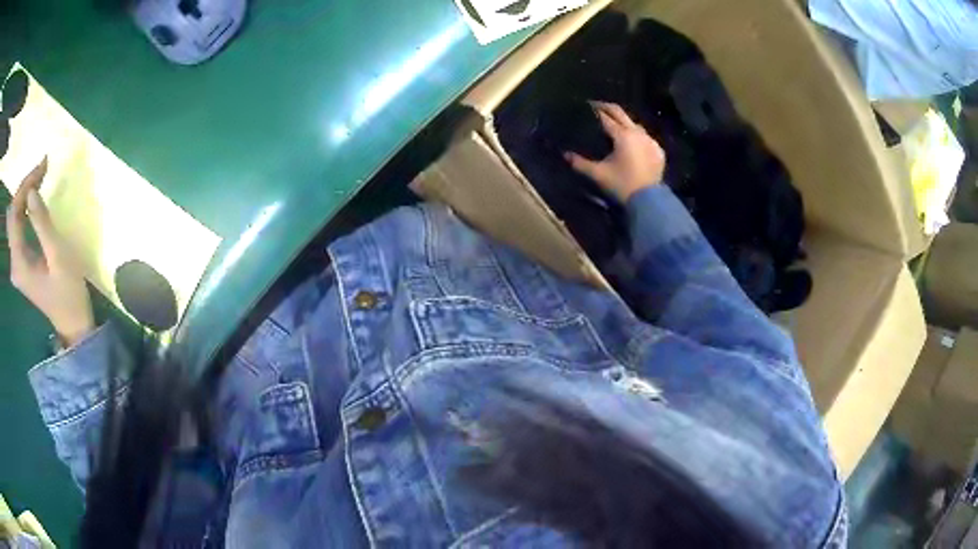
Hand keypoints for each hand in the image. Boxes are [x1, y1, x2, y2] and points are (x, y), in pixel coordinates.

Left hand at [7, 159, 94, 346]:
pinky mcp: (21, 263)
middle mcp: (14, 262)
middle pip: (12, 215)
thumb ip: (42, 224)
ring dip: (24, 196)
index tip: (42, 167)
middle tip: (42, 169)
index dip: (25, 186)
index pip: (14, 214)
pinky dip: (25, 209)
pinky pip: (18, 228)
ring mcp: (17, 264)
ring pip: (14, 219)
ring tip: (40, 178)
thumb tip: (31, 191)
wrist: (73, 324)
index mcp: (19, 263)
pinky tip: (34, 199)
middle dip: (24, 188)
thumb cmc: (68, 292)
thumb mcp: (58, 256)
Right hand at [564, 102, 665, 201]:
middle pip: (620, 113)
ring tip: (612, 123)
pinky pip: (645, 136)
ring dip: (622, 120)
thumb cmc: (621, 185)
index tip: (584, 106)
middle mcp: (637, 133)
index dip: (593, 110)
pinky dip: (635, 134)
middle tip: (595, 105)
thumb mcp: (598, 174)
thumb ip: (580, 163)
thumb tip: (565, 154)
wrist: (649, 201)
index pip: (604, 117)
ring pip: (634, 123)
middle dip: (606, 107)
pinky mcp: (658, 150)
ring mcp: (650, 140)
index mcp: (622, 135)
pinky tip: (630, 140)